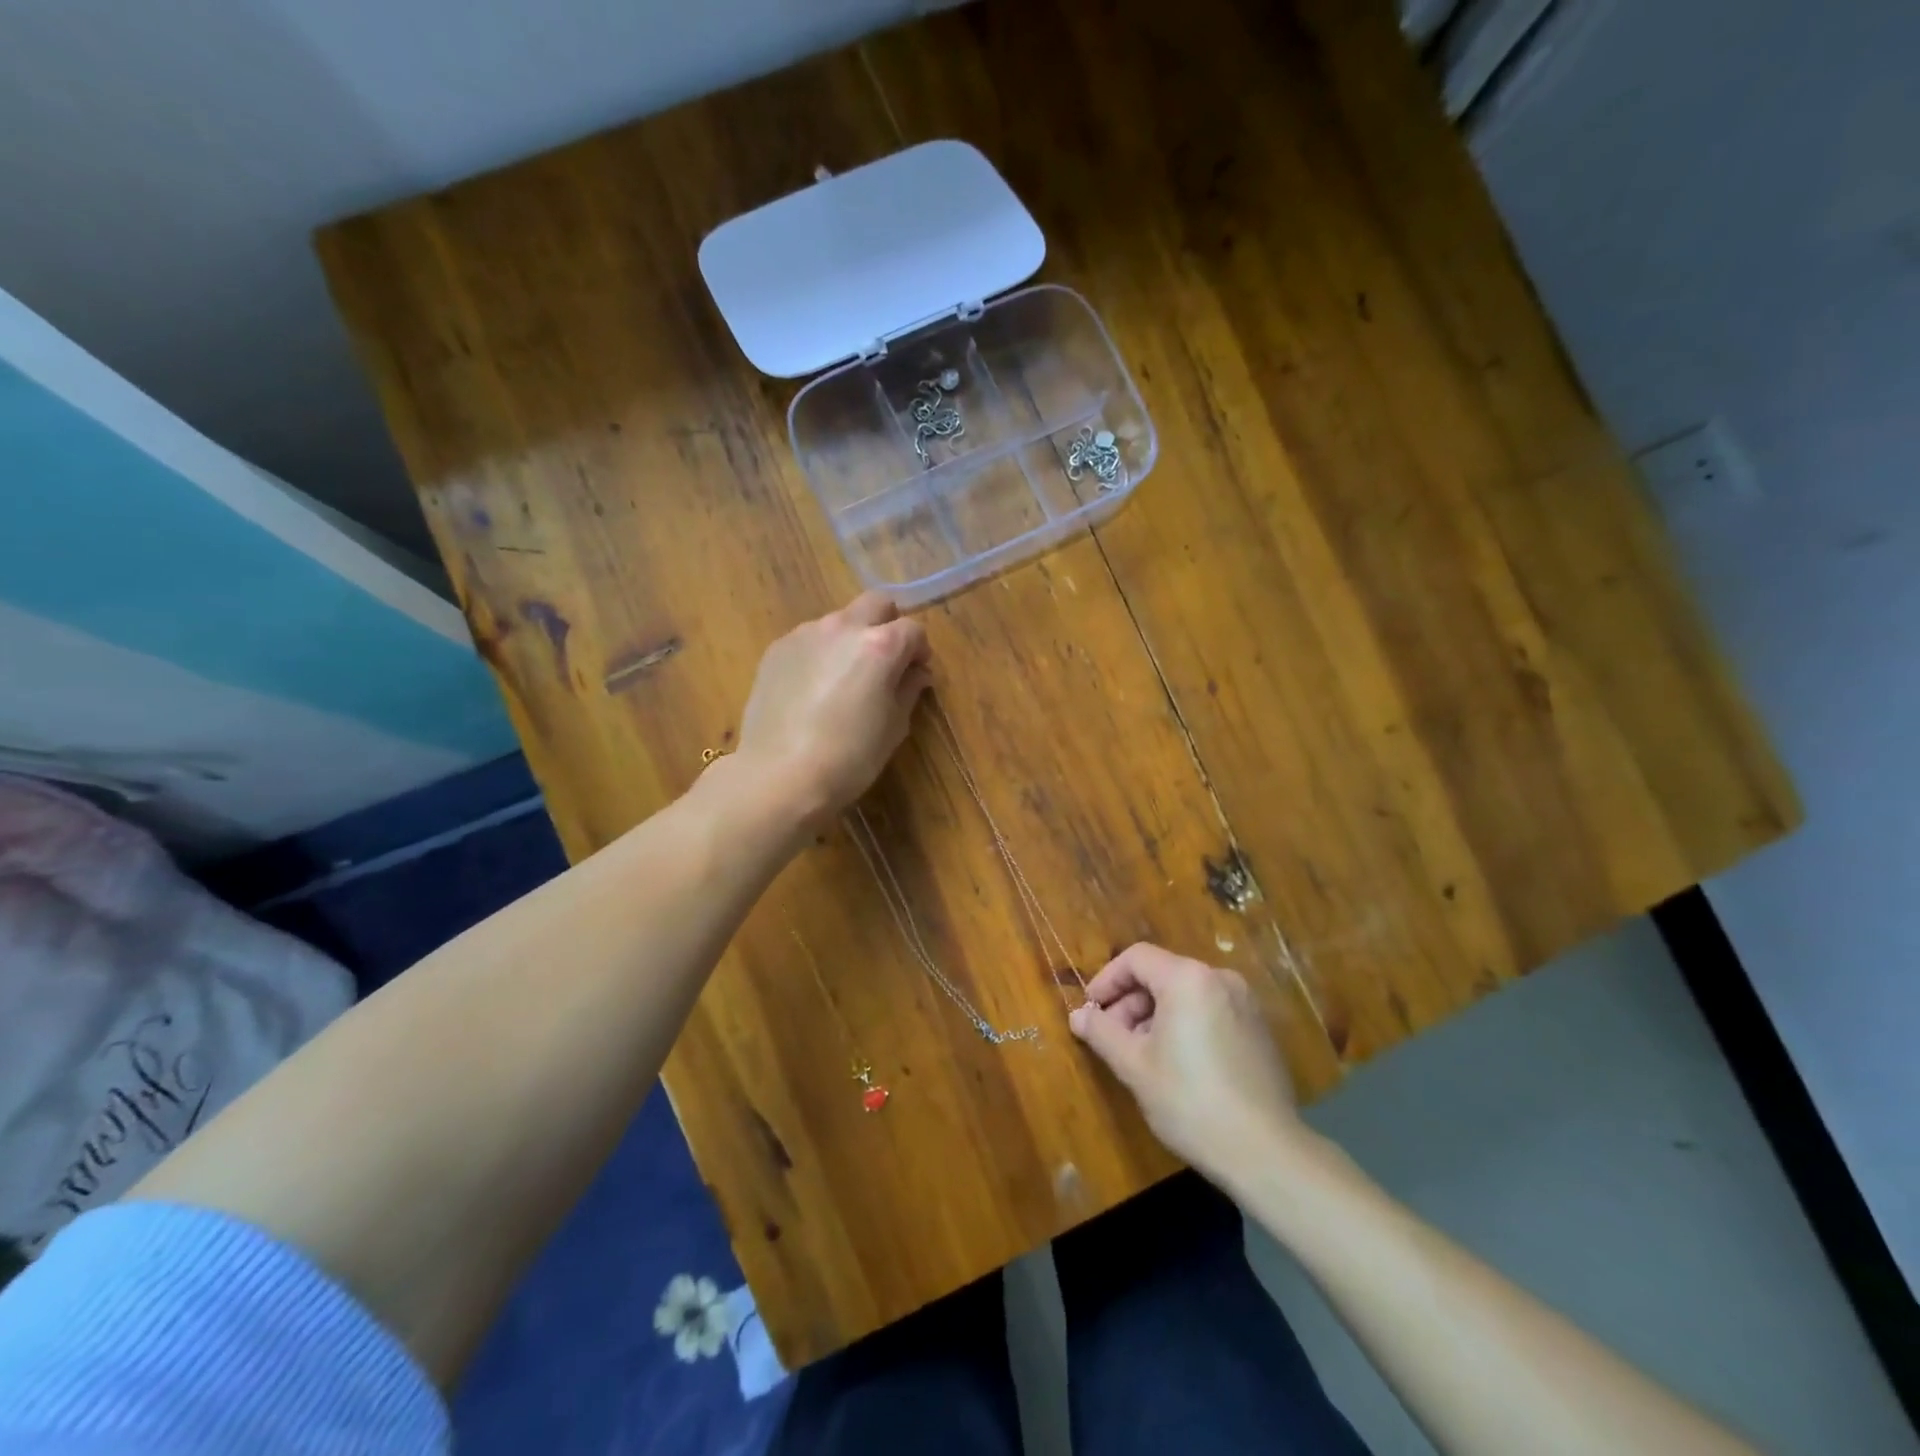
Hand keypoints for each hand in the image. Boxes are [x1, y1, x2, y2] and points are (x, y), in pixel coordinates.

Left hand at [733, 592, 931, 830]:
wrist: (779, 776)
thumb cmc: (849, 758)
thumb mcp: (893, 728)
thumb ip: (908, 690)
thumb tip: (916, 673)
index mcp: (880, 646)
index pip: (913, 630)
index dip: (919, 651)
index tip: (916, 674)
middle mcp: (843, 627)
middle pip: (875, 604)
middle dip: (887, 625)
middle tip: (885, 662)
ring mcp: (804, 635)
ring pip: (839, 620)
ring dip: (850, 639)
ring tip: (843, 679)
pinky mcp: (776, 650)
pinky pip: (809, 640)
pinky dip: (820, 653)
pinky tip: (813, 690)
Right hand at [1070, 942, 1306, 1183]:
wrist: (1266, 1152)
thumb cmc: (1190, 1101)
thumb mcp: (1134, 1066)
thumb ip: (1101, 1032)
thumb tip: (1077, 1015)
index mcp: (1188, 979)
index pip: (1136, 959)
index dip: (1106, 980)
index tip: (1090, 1011)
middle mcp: (1220, 979)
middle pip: (1162, 974)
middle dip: (1130, 1002)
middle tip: (1112, 1039)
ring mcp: (1245, 1003)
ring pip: (1185, 994)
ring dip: (1155, 1015)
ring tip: (1141, 1055)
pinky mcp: (1259, 1029)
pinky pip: (1210, 1010)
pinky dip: (1185, 1024)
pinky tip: (1177, 1064)